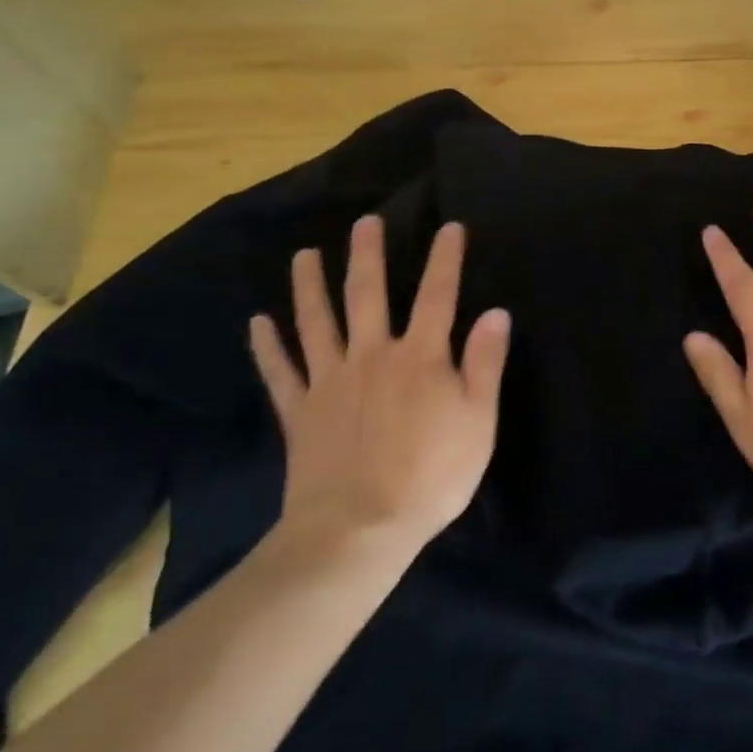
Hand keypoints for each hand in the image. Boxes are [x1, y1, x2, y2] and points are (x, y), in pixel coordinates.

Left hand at [249, 217, 510, 558]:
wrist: (360, 529)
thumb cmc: (431, 476)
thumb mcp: (478, 422)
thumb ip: (485, 364)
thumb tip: (495, 312)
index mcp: (420, 357)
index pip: (438, 296)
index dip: (446, 259)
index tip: (450, 226)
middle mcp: (372, 356)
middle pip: (367, 295)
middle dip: (368, 255)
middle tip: (364, 222)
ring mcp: (330, 382)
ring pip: (317, 322)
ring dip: (309, 286)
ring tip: (302, 255)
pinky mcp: (300, 412)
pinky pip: (280, 373)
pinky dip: (267, 347)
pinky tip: (257, 323)